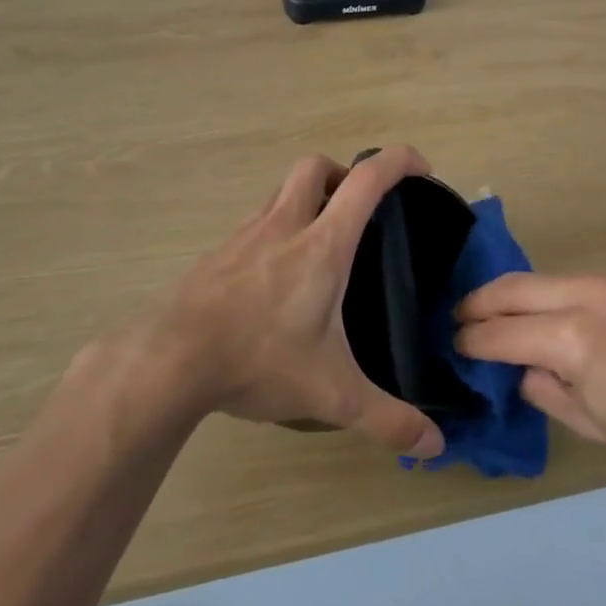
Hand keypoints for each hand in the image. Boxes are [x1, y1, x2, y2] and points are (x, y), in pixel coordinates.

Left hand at [88, 147, 445, 459]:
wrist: (170, 360)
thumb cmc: (258, 360)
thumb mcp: (332, 395)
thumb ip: (387, 419)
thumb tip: (435, 444)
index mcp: (322, 245)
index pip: (366, 179)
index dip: (398, 161)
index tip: (420, 169)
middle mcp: (283, 225)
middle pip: (315, 166)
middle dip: (343, 174)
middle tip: (359, 210)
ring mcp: (244, 235)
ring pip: (280, 191)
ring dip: (306, 198)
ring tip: (320, 243)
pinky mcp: (217, 253)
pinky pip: (253, 222)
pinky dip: (274, 229)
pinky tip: (275, 275)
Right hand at [454, 274, 605, 480]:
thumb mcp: (588, 422)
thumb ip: (540, 387)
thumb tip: (516, 365)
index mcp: (576, 339)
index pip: (502, 333)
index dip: (471, 341)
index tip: (454, 345)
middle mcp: (589, 295)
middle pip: (512, 288)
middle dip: (477, 303)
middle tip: (458, 318)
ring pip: (542, 279)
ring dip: (514, 296)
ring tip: (497, 314)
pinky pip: (576, 281)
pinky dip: (552, 296)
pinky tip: (553, 316)